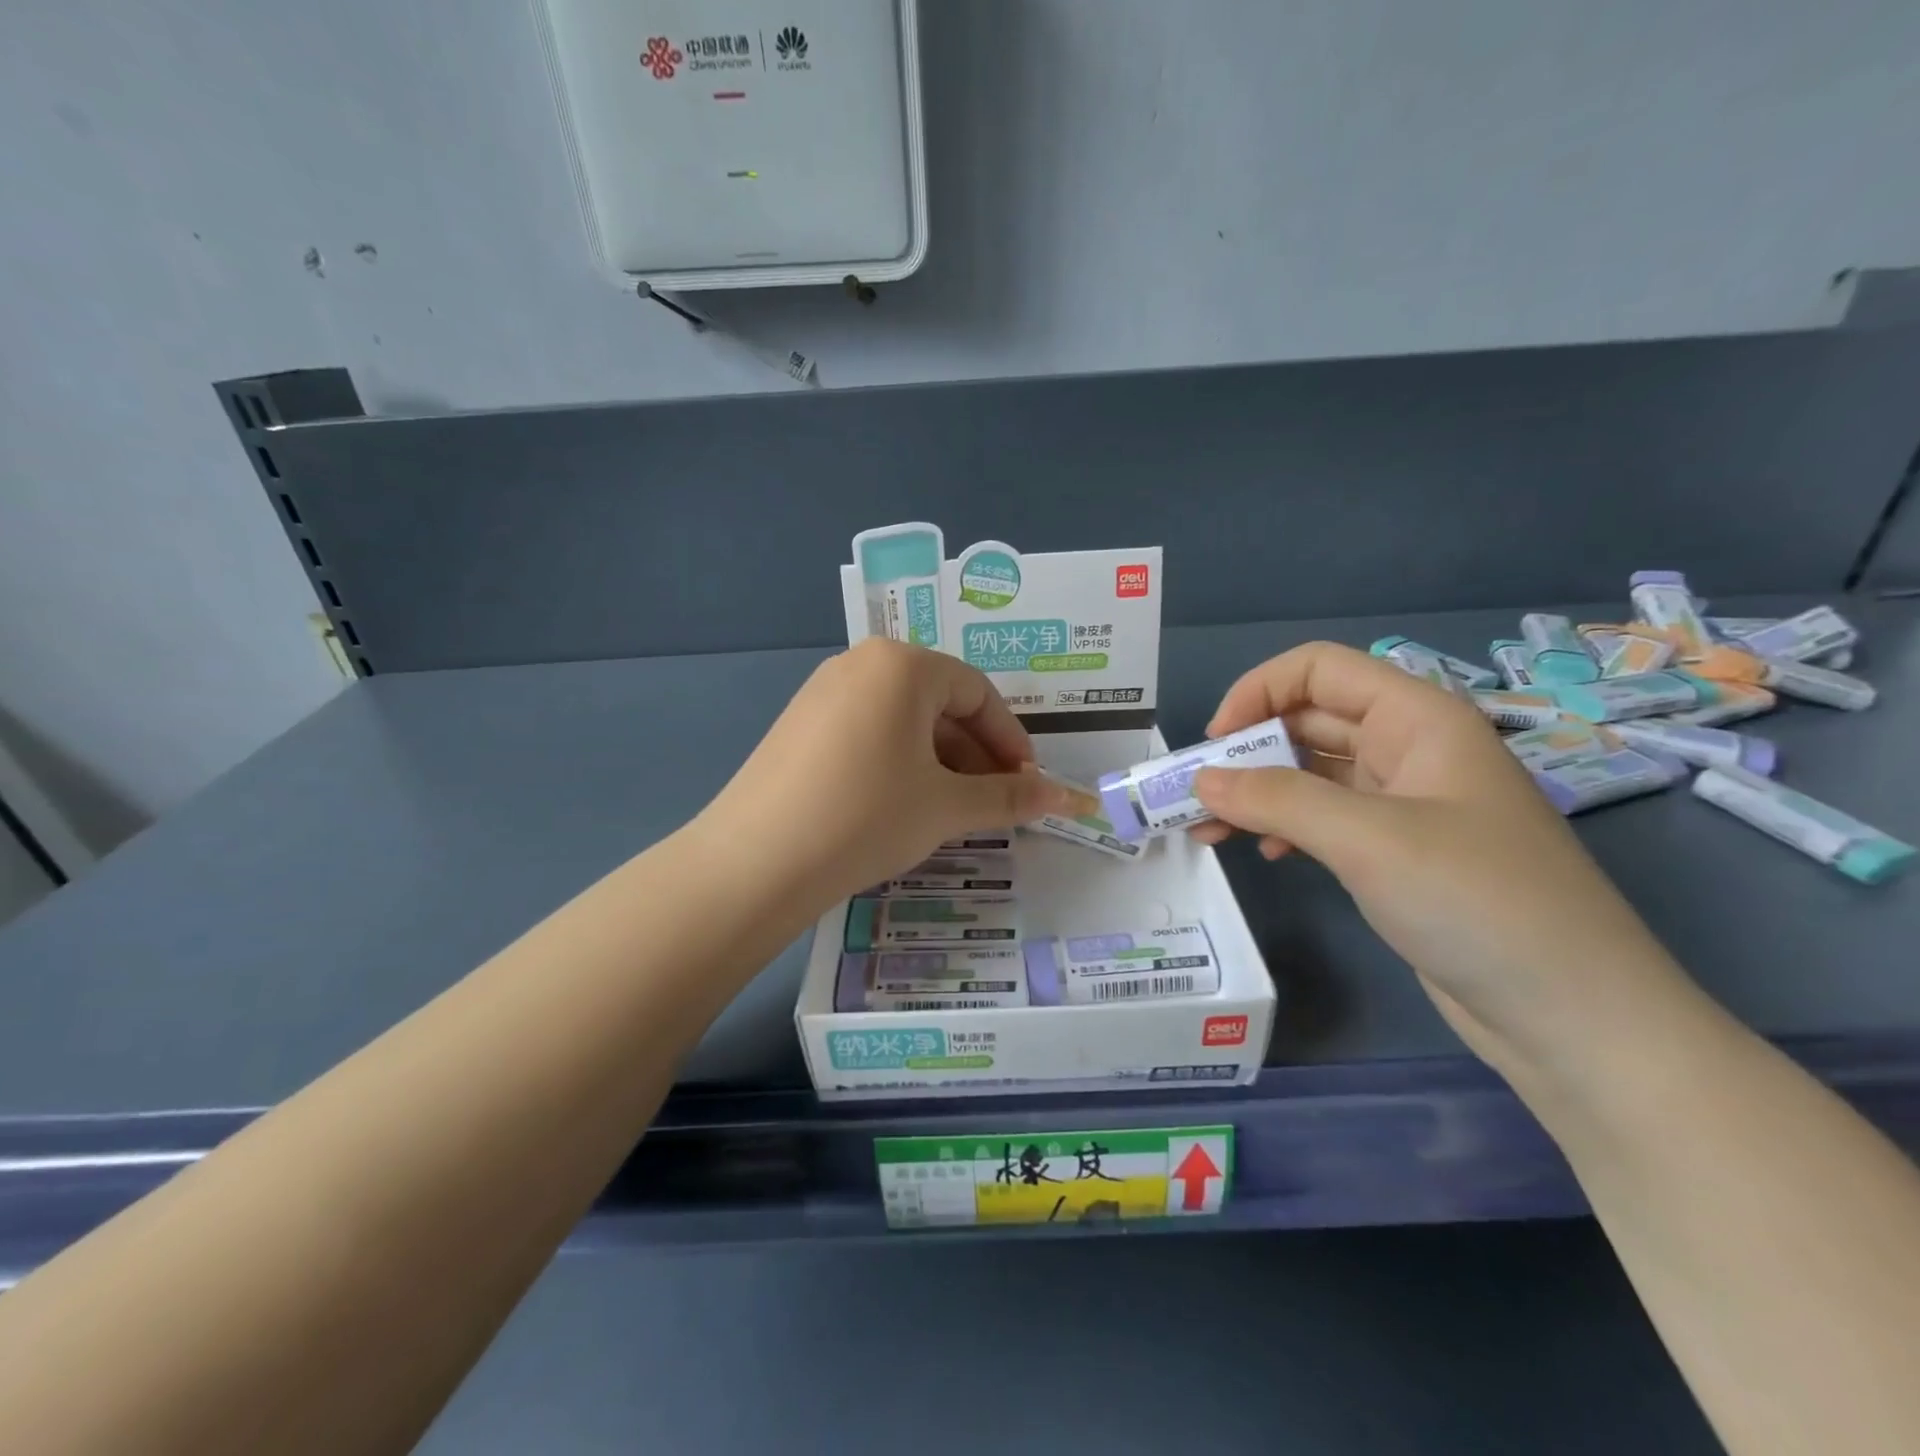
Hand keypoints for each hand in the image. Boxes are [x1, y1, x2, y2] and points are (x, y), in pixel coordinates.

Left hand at [697, 639, 1074, 908]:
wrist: (756, 861)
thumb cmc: (867, 816)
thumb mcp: (946, 807)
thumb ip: (1010, 796)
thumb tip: (1066, 798)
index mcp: (901, 664)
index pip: (977, 692)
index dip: (1011, 739)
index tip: (1028, 784)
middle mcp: (860, 663)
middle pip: (939, 702)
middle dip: (976, 753)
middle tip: (995, 801)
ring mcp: (822, 692)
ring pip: (903, 719)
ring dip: (940, 760)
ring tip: (954, 809)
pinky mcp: (799, 725)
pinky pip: (868, 732)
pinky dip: (899, 761)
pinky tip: (903, 804)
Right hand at [1189, 643, 1689, 1073]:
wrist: (1575, 1017)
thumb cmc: (1478, 902)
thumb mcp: (1368, 839)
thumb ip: (1277, 799)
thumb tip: (1201, 780)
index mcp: (1419, 718)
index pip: (1319, 669)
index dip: (1258, 691)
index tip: (1214, 744)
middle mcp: (1412, 748)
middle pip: (1309, 719)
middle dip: (1247, 750)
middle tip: (1195, 795)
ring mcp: (1407, 802)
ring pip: (1312, 772)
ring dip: (1258, 792)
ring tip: (1210, 829)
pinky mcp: (1400, 851)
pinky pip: (1327, 817)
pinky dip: (1287, 826)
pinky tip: (1269, 854)